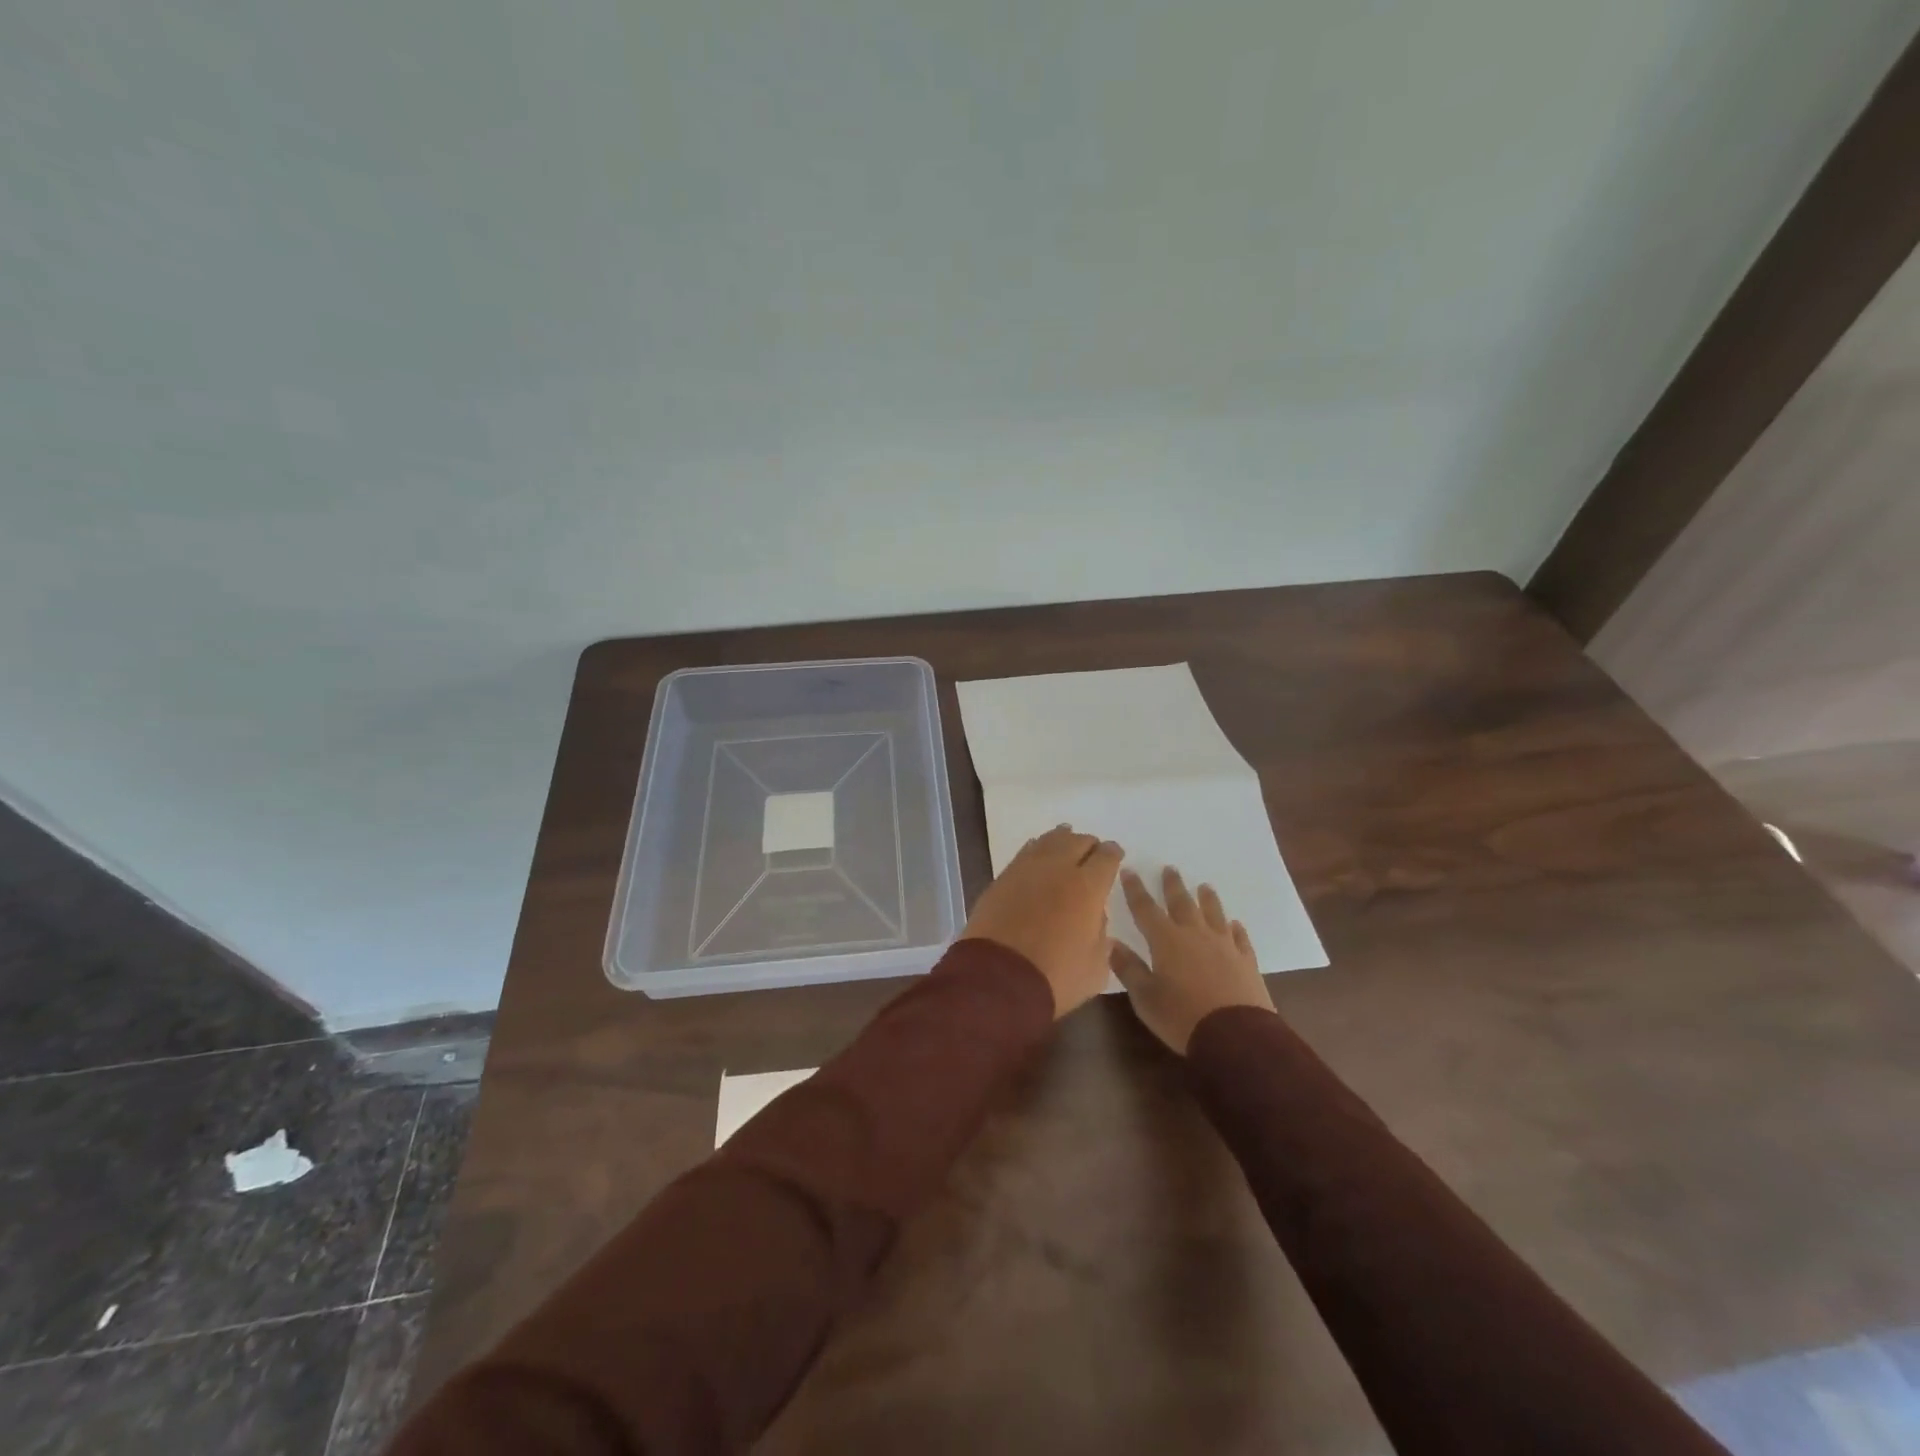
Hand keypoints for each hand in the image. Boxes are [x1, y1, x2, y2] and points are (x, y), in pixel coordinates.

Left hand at [963, 825, 1123, 1017]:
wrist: (998, 980)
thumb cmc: (1055, 977)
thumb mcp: (1096, 966)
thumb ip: (1101, 935)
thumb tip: (1095, 916)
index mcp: (1088, 887)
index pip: (1106, 858)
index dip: (1113, 853)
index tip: (1115, 854)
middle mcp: (1059, 869)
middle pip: (1078, 842)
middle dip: (1088, 844)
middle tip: (1092, 850)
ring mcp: (1027, 870)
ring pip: (1049, 841)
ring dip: (1062, 839)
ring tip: (1066, 839)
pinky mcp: (1002, 878)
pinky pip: (1026, 853)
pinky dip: (1037, 848)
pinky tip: (1038, 851)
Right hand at [1110, 866, 1273, 1052]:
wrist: (1236, 1035)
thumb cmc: (1181, 1016)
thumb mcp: (1145, 997)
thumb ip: (1129, 968)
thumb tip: (1111, 944)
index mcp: (1165, 940)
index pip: (1145, 908)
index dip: (1135, 889)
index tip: (1129, 870)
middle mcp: (1194, 934)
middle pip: (1182, 903)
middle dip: (1172, 885)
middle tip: (1170, 869)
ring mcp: (1224, 946)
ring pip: (1214, 914)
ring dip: (1207, 899)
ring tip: (1204, 886)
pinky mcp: (1246, 961)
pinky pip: (1240, 937)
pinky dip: (1235, 928)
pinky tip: (1235, 924)